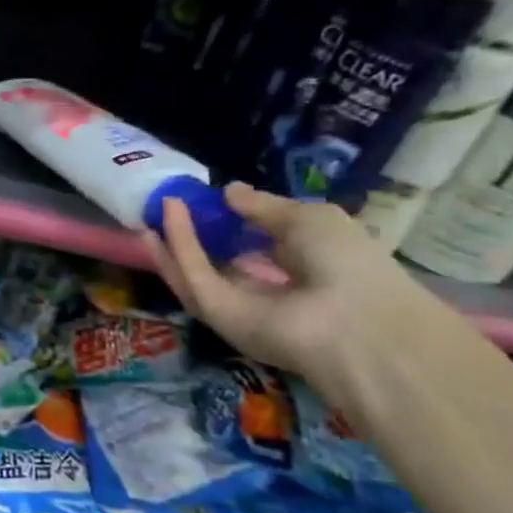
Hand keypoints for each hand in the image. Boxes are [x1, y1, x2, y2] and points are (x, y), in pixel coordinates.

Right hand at [143, 182, 427, 383]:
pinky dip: (179, 242)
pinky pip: (193, 274)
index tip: (210, 199)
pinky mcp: (215, 312)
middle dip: (194, 233)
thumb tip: (229, 191)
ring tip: (160, 204)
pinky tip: (170, 211)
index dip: (234, 221)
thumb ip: (264, 206)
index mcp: (301, 269)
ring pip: (196, 270)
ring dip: (175, 238)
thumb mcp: (310, 219)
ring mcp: (237, 303)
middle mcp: (266, 289)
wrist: (352, 320)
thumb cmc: (347, 263)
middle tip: (171, 203)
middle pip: (220, 261)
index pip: (259, 245)